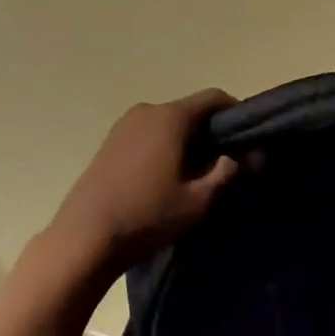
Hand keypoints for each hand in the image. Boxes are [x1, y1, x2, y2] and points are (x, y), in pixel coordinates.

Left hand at [44, 89, 239, 279]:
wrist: (85, 237)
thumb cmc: (147, 215)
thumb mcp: (197, 201)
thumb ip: (227, 173)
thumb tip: (249, 156)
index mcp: (170, 117)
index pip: (213, 98)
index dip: (235, 113)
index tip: (247, 137)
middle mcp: (147, 110)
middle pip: (189, 110)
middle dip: (210, 131)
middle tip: (224, 162)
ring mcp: (124, 125)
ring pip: (167, 123)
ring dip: (185, 140)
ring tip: (195, 173)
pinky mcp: (110, 141)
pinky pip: (148, 134)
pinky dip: (163, 146)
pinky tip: (165, 176)